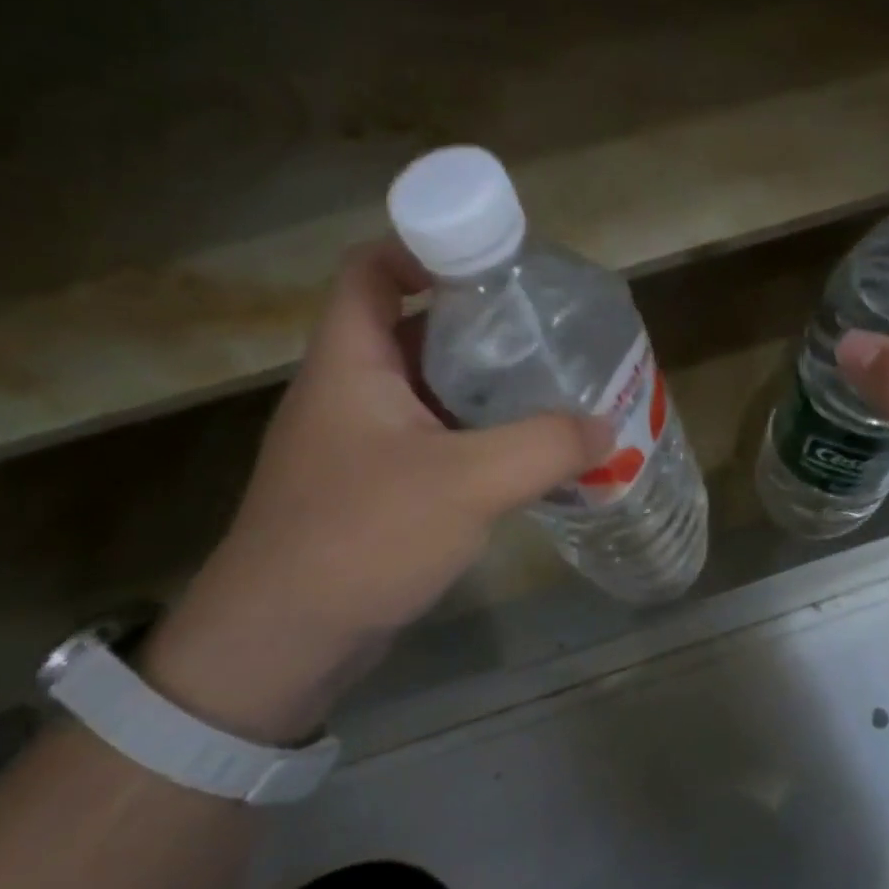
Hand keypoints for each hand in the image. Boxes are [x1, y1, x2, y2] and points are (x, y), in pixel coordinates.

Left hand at [140, 243, 607, 742]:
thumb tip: (606, 428)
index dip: (424, 248)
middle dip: (477, 323)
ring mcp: (358, 444)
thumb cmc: (361, 537)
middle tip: (544, 332)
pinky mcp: (373, 489)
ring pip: (426, 390)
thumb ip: (544, 446)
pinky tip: (522, 456)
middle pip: (411, 329)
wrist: (282, 640)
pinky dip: (474, 437)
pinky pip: (431, 440)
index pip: (372, 270)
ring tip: (548, 388)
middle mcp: (348, 391)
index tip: (494, 265)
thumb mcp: (467, 482)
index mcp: (351, 362)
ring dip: (482, 386)